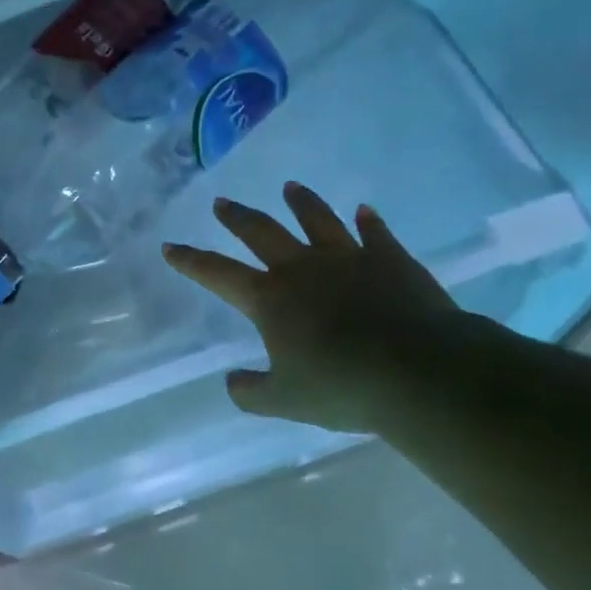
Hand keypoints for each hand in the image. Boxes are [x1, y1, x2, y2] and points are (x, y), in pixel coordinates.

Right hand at [163, 182, 473, 431]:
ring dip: (302, 203)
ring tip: (291, 187)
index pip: (218, 274)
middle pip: (262, 233)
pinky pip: (375, 234)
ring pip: (317, 221)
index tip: (170, 246)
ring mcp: (349, 259)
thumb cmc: (343, 387)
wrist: (420, 370)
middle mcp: (303, 269)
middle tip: (222, 202)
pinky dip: (368, 222)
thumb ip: (252, 392)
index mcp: (270, 299)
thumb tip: (232, 382)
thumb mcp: (285, 401)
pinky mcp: (391, 260)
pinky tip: (364, 211)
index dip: (191, 261)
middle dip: (237, 217)